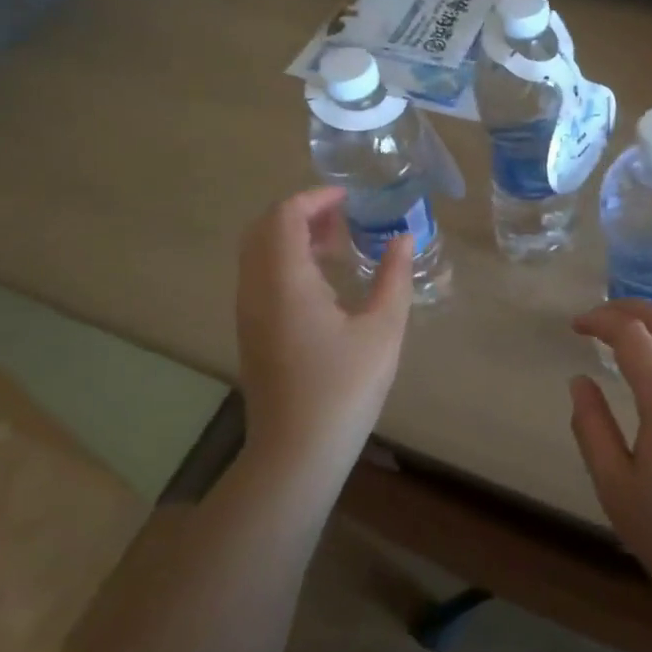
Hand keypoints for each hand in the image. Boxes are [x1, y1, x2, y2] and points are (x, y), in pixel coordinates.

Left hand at [236, 187, 413, 475]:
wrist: (296, 453)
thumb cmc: (344, 389)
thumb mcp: (382, 330)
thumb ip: (394, 277)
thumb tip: (403, 238)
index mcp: (285, 280)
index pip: (285, 215)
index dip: (316, 198)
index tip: (350, 199)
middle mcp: (256, 288)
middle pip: (264, 228)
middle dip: (302, 212)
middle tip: (343, 217)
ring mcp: (248, 311)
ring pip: (258, 252)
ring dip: (291, 236)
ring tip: (337, 243)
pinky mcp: (250, 331)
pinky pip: (259, 275)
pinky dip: (285, 260)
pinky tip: (322, 281)